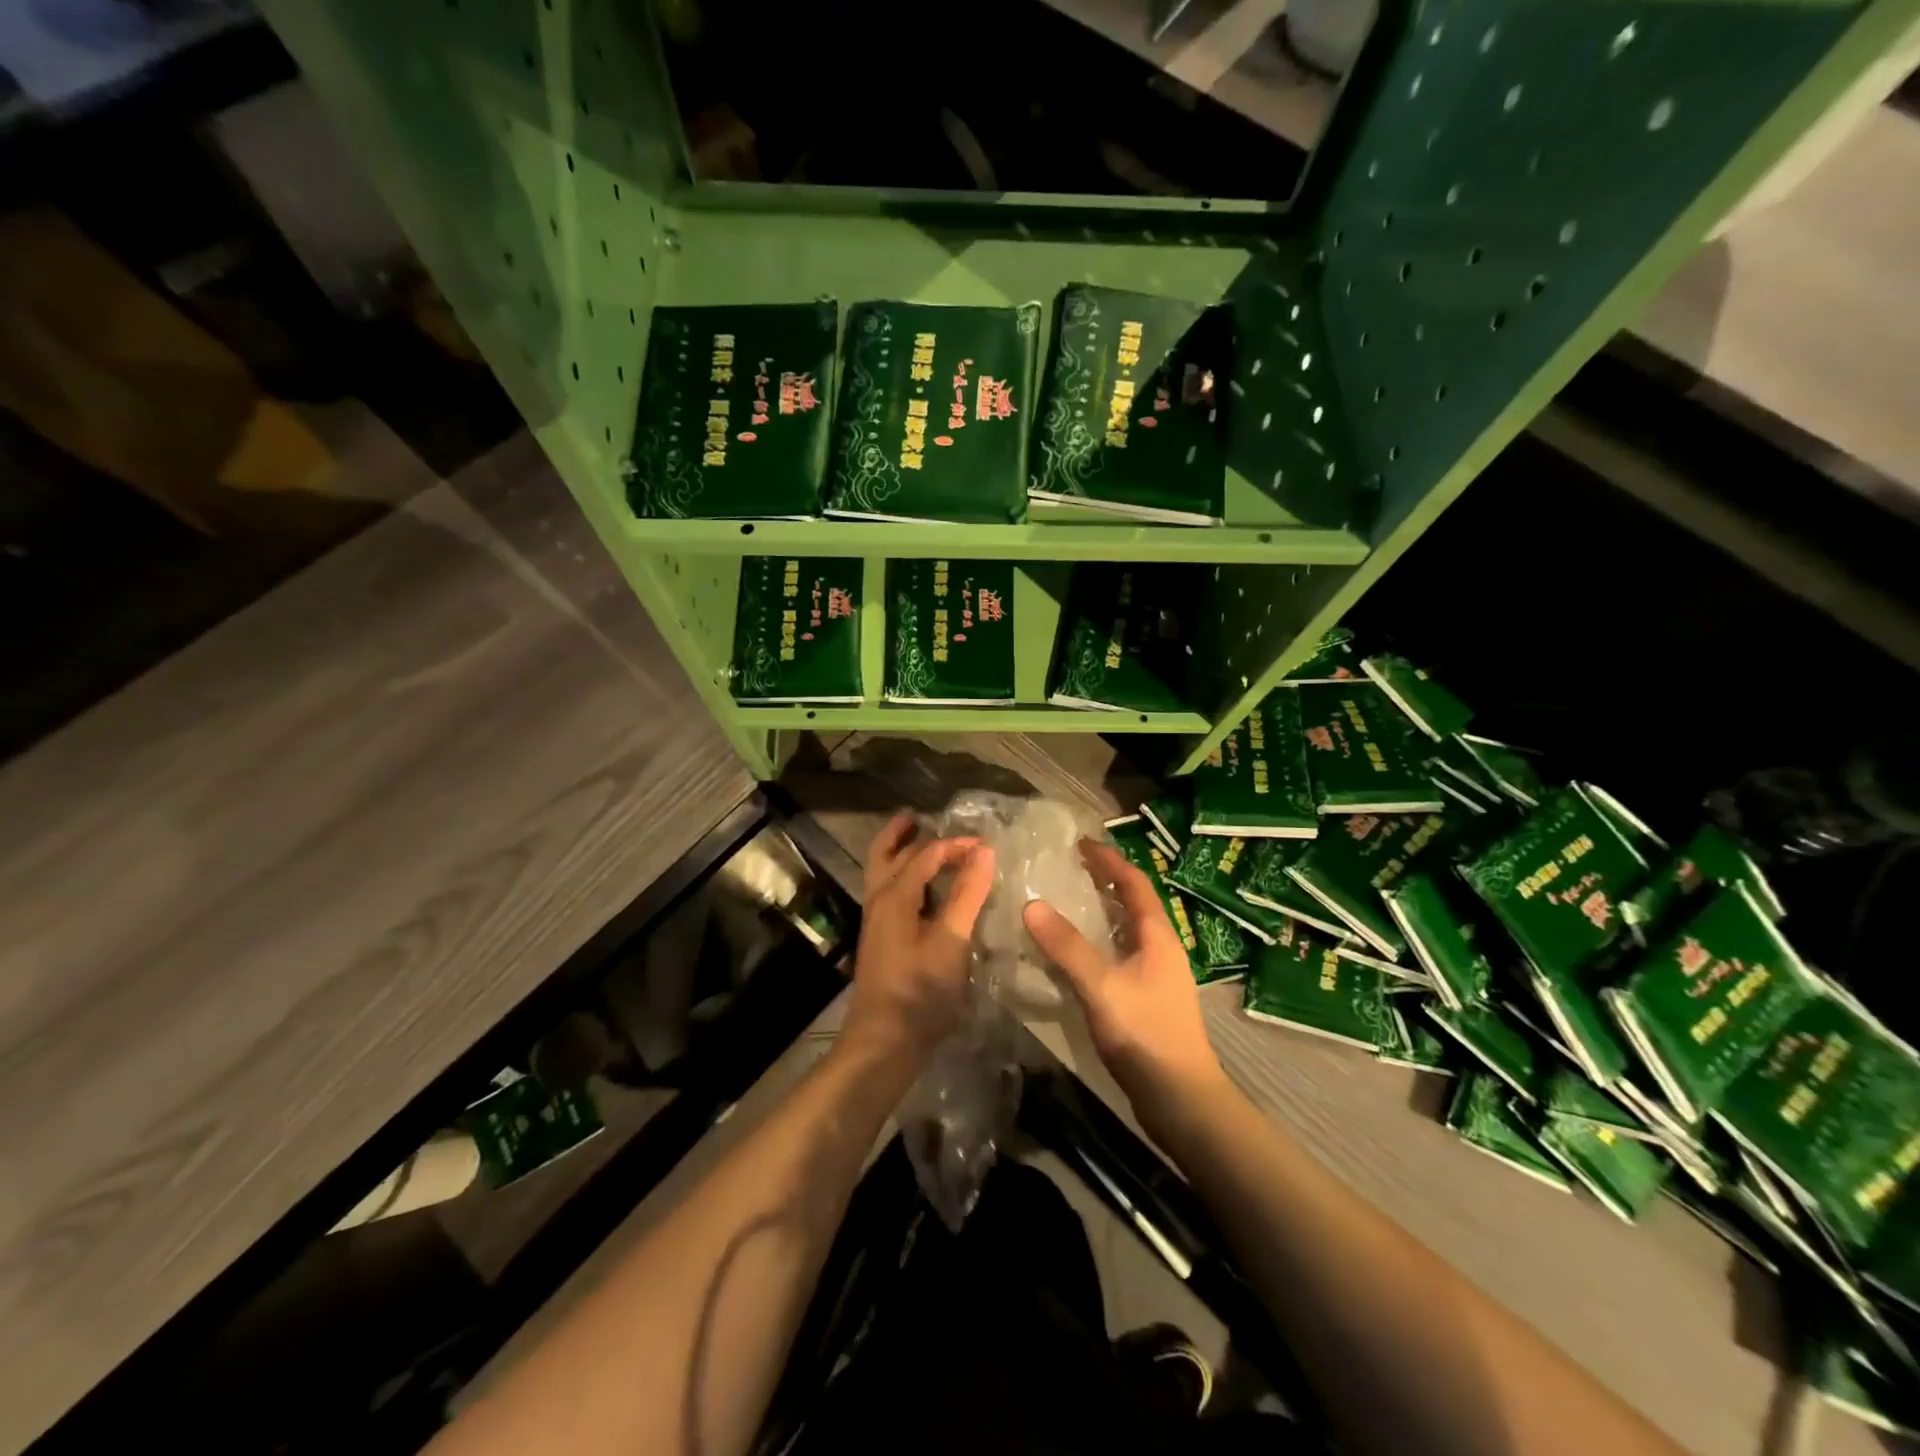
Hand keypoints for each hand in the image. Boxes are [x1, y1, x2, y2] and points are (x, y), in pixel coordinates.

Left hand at [842, 813, 995, 1065]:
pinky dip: (904, 878)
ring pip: (883, 874)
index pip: (926, 854)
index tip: (988, 846)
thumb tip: (984, 851)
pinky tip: (926, 892)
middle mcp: (879, 902)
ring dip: (899, 853)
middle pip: (885, 854)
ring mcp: (877, 923)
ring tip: (920, 841)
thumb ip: (968, 895)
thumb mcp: (951, 941)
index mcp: (894, 896)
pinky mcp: (882, 941)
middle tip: (919, 815)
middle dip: (902, 833)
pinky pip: (890, 894)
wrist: (884, 1043)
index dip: (957, 845)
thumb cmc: (920, 992)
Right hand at [1023, 838, 1224, 1112]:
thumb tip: (1030, 904)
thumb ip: (1067, 947)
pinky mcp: (1145, 1000)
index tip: (1080, 843)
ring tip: (1066, 902)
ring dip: (1100, 912)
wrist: (1181, 1100)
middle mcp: (1160, 949)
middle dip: (1104, 881)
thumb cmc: (1146, 1035)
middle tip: (1068, 868)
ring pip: (1125, 931)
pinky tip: (1073, 956)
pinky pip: (1118, 956)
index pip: (1134, 883)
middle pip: (1133, 903)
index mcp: (1157, 936)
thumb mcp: (1101, 986)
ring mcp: (1155, 976)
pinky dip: (1097, 943)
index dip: (1109, 860)